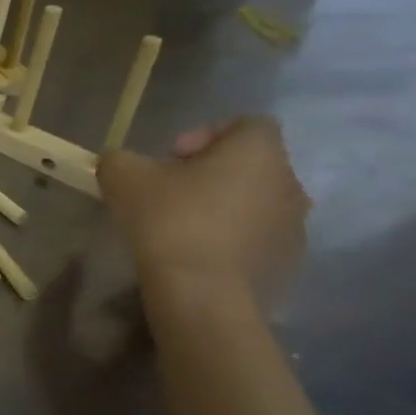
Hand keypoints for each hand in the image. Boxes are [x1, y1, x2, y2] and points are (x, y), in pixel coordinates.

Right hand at [97, 116, 308, 296]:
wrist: (202, 291)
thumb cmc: (168, 220)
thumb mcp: (122, 177)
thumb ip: (120, 158)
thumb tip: (121, 162)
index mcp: (257, 151)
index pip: (246, 123)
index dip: (206, 133)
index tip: (171, 157)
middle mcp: (288, 181)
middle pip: (251, 164)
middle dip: (211, 172)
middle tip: (170, 192)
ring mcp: (295, 224)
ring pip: (257, 201)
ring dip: (224, 206)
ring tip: (183, 226)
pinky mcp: (289, 260)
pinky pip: (258, 236)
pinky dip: (232, 238)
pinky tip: (198, 254)